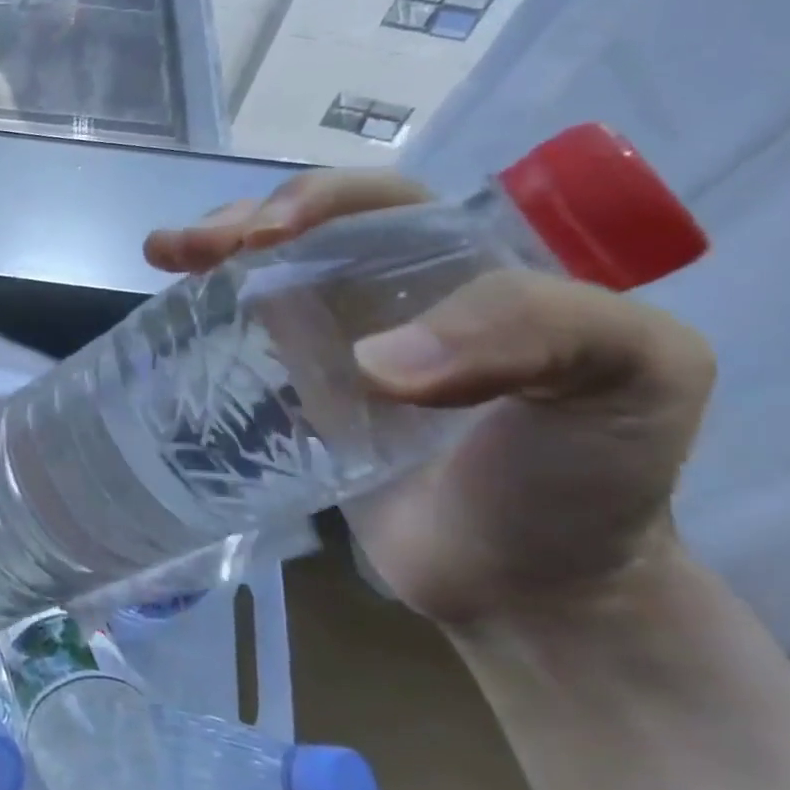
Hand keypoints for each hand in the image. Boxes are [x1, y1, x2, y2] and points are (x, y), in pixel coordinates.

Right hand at [146, 170, 714, 625]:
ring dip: (211, 260)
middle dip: (242, 224)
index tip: (265, 235)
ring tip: (162, 255)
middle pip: (305, 234)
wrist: (527, 587)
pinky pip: (246, 345)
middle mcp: (395, 293)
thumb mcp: (627, 378)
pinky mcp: (297, 397)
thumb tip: (366, 361)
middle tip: (187, 247)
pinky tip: (171, 321)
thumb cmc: (587, 477)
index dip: (320, 202)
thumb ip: (535, 330)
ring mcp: (338, 345)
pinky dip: (205, 324)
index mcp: (469, 264)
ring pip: (265, 279)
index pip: (385, 203)